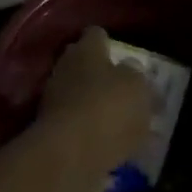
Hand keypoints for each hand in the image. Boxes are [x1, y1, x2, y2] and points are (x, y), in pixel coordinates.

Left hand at [35, 27, 153, 183]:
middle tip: (126, 91)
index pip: (96, 35)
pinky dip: (93, 135)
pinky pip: (79, 127)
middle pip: (85, 66)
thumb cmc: (108, 109)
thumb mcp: (138, 88)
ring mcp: (55, 102)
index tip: (124, 57)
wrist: (69, 156)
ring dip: (98, 108)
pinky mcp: (54, 133)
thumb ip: (137, 77)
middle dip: (102, 76)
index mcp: (86, 50)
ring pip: (81, 97)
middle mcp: (66, 70)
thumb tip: (132, 70)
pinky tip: (115, 149)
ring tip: (126, 125)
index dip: (110, 44)